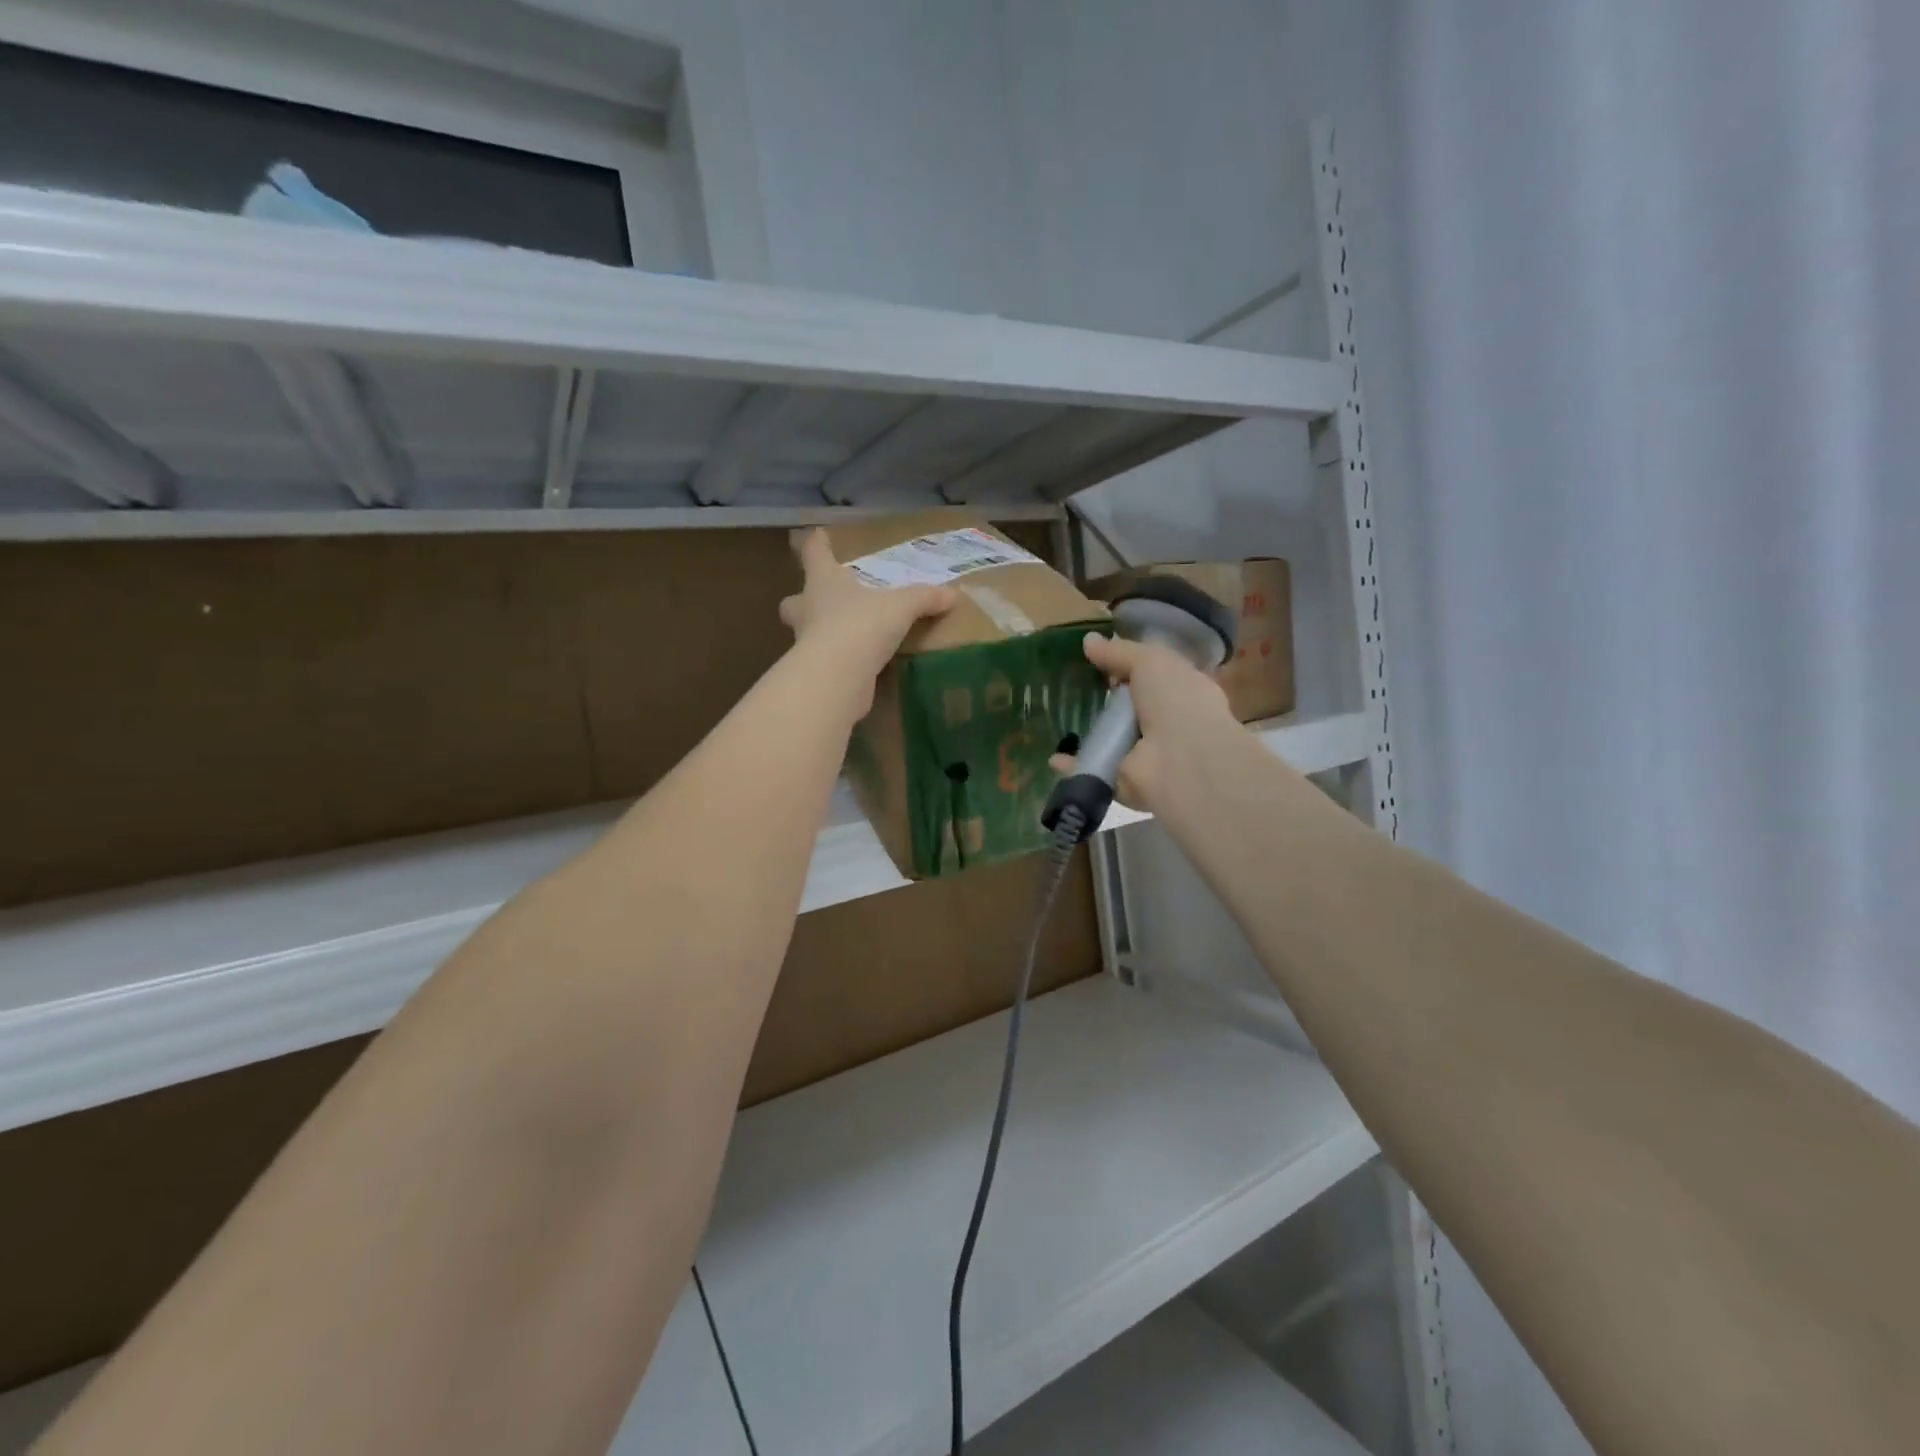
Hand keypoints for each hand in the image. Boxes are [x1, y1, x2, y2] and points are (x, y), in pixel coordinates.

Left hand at [780, 529, 955, 706]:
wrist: (836, 676)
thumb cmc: (861, 625)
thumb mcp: (901, 607)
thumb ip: (925, 598)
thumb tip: (953, 594)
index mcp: (824, 582)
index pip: (814, 554)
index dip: (817, 544)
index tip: (817, 535)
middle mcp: (808, 609)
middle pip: (794, 600)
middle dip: (802, 600)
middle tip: (820, 602)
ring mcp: (806, 643)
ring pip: (805, 633)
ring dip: (818, 633)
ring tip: (843, 636)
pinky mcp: (814, 673)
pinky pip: (824, 662)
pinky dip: (837, 662)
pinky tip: (856, 666)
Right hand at [1049, 632, 1235, 812]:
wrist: (1182, 761)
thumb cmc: (1176, 701)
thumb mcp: (1151, 661)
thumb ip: (1120, 652)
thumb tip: (1089, 642)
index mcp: (1182, 693)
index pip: (1154, 677)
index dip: (1129, 667)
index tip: (1099, 659)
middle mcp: (1165, 725)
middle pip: (1129, 710)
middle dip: (1105, 701)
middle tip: (1070, 688)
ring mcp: (1144, 756)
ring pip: (1110, 741)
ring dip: (1088, 734)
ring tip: (1057, 719)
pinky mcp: (1122, 780)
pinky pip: (1093, 767)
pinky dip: (1073, 764)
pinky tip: (1053, 756)